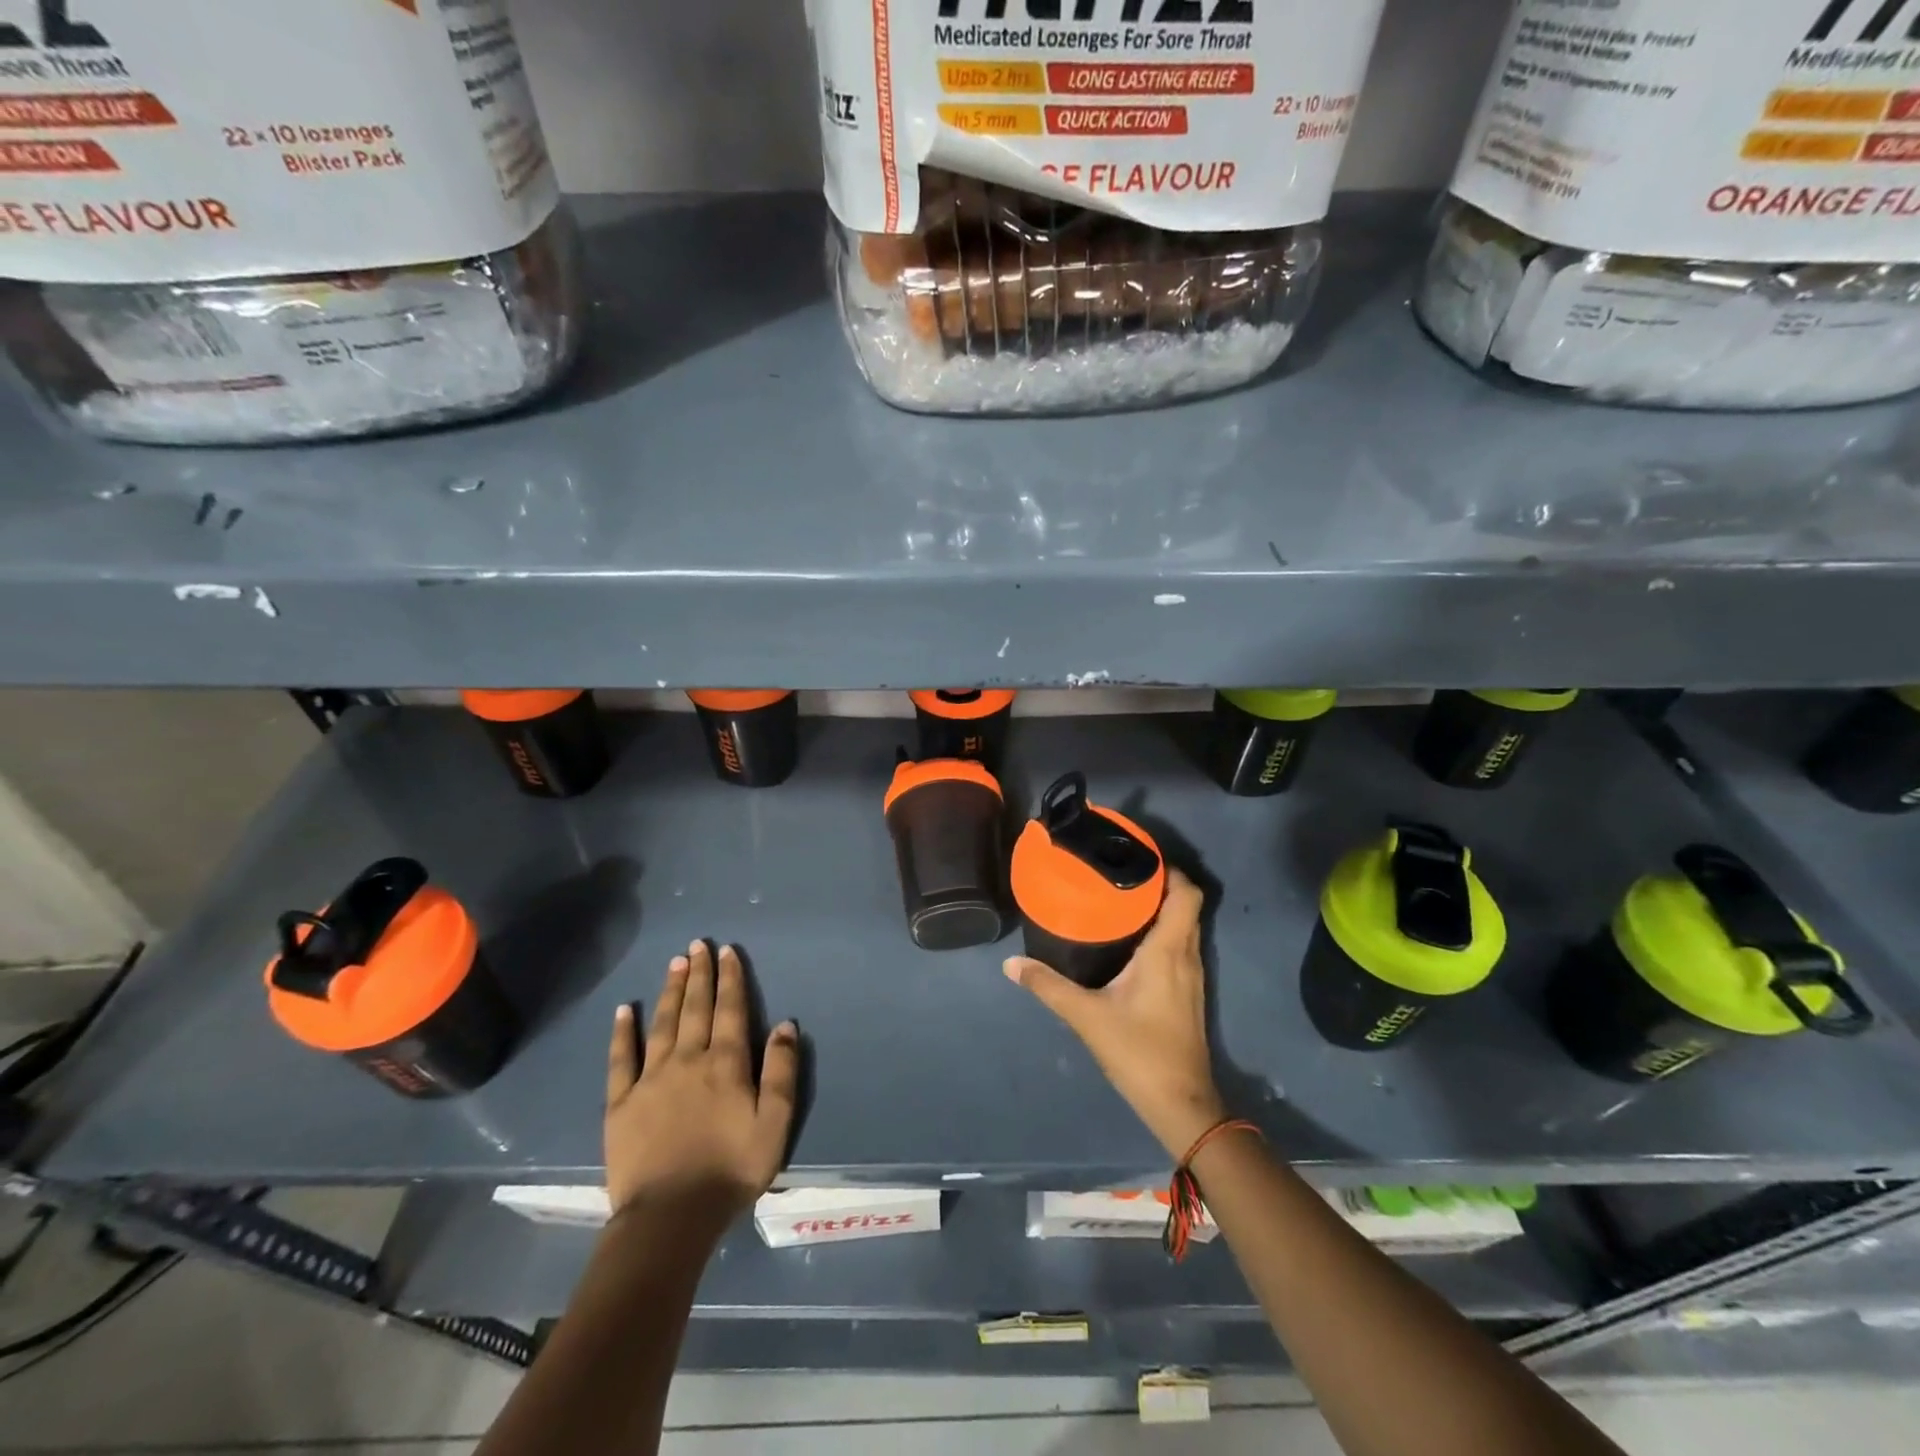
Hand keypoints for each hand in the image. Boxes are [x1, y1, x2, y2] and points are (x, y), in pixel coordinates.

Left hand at [604, 941, 798, 1229]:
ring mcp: (651, 1079)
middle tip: (698, 944)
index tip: (727, 952)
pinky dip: (623, 1031)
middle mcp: (688, 1060)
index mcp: (726, 1064)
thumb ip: (782, 1071)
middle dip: (699, 974)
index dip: (730, 978)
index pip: (730, 1009)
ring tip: (674, 963)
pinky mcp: (621, 1103)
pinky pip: (621, 1058)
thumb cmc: (731, 1170)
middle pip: (695, 1007)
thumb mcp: (775, 1123)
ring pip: (663, 1023)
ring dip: (670, 990)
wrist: (670, 1217)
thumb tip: (786, 1024)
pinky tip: (625, 1009)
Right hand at [1004, 868, 1226, 1159]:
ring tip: (1120, 897)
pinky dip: (1161, 931)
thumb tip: (1010, 964)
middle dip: (1158, 883)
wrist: (1181, 1103)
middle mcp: (1186, 955)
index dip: (1169, 869)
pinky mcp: (1187, 992)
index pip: (1186, 893)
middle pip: (1186, 904)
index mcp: (1168, 950)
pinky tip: (1131, 939)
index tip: (1137, 856)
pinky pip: (1180, 945)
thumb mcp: (1086, 1016)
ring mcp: (1191, 975)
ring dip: (1160, 907)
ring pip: (1184, 925)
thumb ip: (1048, 986)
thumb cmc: (1139, 1051)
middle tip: (1118, 871)